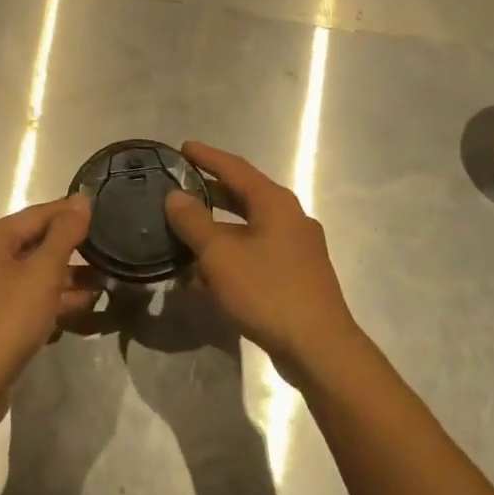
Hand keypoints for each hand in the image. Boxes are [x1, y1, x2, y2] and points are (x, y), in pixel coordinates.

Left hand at [0, 195, 96, 425]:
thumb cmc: (5, 322)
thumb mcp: (42, 274)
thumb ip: (64, 235)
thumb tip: (81, 199)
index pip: (37, 214)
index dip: (71, 213)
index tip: (106, 214)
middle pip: (34, 245)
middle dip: (72, 251)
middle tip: (110, 253)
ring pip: (31, 276)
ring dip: (66, 279)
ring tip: (104, 284)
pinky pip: (25, 301)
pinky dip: (51, 302)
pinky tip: (81, 309)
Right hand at [164, 141, 364, 384]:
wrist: (318, 346)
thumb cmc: (267, 291)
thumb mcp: (220, 255)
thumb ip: (194, 222)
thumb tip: (175, 196)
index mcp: (275, 203)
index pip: (235, 168)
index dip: (207, 157)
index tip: (182, 148)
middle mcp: (290, 218)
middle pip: (244, 196)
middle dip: (210, 193)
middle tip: (178, 189)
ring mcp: (297, 248)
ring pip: (249, 229)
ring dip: (217, 230)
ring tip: (184, 233)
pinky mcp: (296, 276)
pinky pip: (256, 255)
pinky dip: (231, 257)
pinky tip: (206, 276)